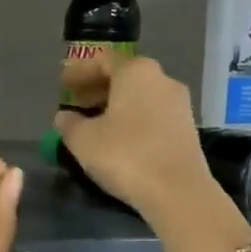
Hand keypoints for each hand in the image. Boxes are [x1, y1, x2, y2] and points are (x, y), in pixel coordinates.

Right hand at [55, 54, 214, 224]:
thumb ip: (69, 124)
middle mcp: (162, 79)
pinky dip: (133, 119)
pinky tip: (119, 138)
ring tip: (95, 122)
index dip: (80, 71)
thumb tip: (64, 117)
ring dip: (116, 105)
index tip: (63, 84)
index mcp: (136, 71)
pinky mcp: (187, 128)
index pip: (103, 60)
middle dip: (98, 87)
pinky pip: (153, 114)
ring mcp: (179, 104)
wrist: (177, 191)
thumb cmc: (125, 155)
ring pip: (140, 96)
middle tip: (77, 102)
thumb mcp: (83, 140)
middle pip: (124, 76)